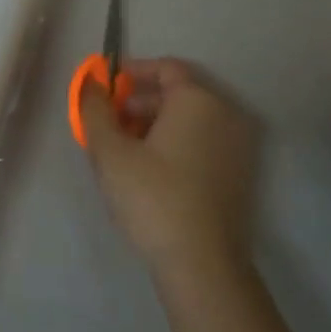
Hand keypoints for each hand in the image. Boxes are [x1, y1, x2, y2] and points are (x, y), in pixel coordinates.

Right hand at [80, 59, 260, 278]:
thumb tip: (90, 82)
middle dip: (140, 102)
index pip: (166, 68)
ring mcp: (238, 145)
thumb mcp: (110, 152)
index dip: (132, 73)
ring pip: (191, 120)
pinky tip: (150, 171)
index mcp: (198, 100)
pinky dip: (176, 144)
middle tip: (109, 124)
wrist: (202, 263)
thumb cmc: (152, 197)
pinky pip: (203, 142)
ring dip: (156, 124)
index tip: (105, 89)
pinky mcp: (239, 173)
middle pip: (178, 93)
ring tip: (123, 150)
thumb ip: (94, 110)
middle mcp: (226, 114)